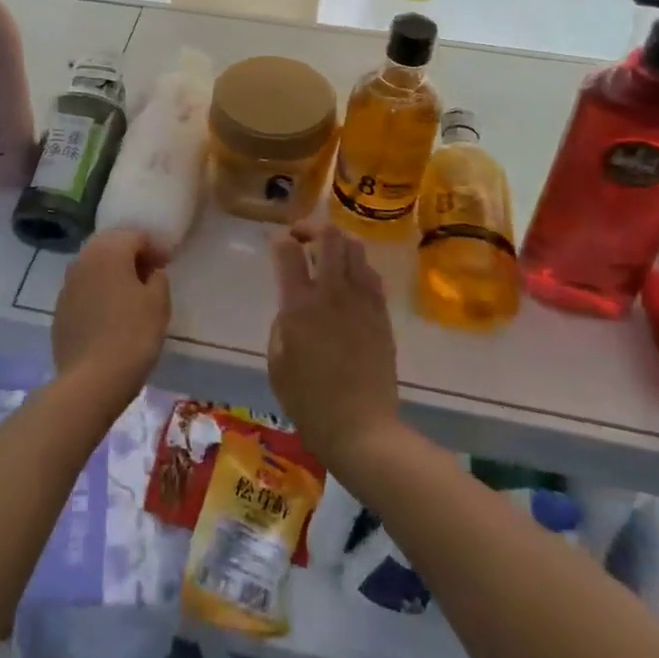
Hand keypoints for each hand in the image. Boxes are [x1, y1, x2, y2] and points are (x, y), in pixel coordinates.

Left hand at [52, 228, 170, 405]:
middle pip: (111, 246)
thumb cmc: (132, 335)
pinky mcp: (60, 309)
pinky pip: (84, 289)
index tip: (167, 264)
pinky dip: (98, 291)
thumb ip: (158, 279)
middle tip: (150, 275)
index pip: (135, 235)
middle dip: (131, 255)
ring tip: (131, 294)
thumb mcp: (158, 304)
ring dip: (113, 273)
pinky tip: (110, 313)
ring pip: (94, 266)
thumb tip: (150, 273)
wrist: (90, 380)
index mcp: (109, 251)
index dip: (155, 247)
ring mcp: (67, 284)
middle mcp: (84, 259)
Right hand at [268, 224, 399, 471]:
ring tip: (327, 255)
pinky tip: (348, 282)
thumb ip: (282, 324)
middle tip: (302, 238)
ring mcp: (362, 301)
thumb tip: (292, 306)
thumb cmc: (310, 403)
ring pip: (355, 247)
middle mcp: (332, 293)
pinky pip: (371, 274)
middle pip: (329, 235)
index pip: (288, 250)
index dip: (279, 239)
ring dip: (337, 243)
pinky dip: (357, 267)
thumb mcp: (277, 363)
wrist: (362, 430)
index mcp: (300, 306)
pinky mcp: (382, 314)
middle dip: (312, 227)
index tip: (276, 245)